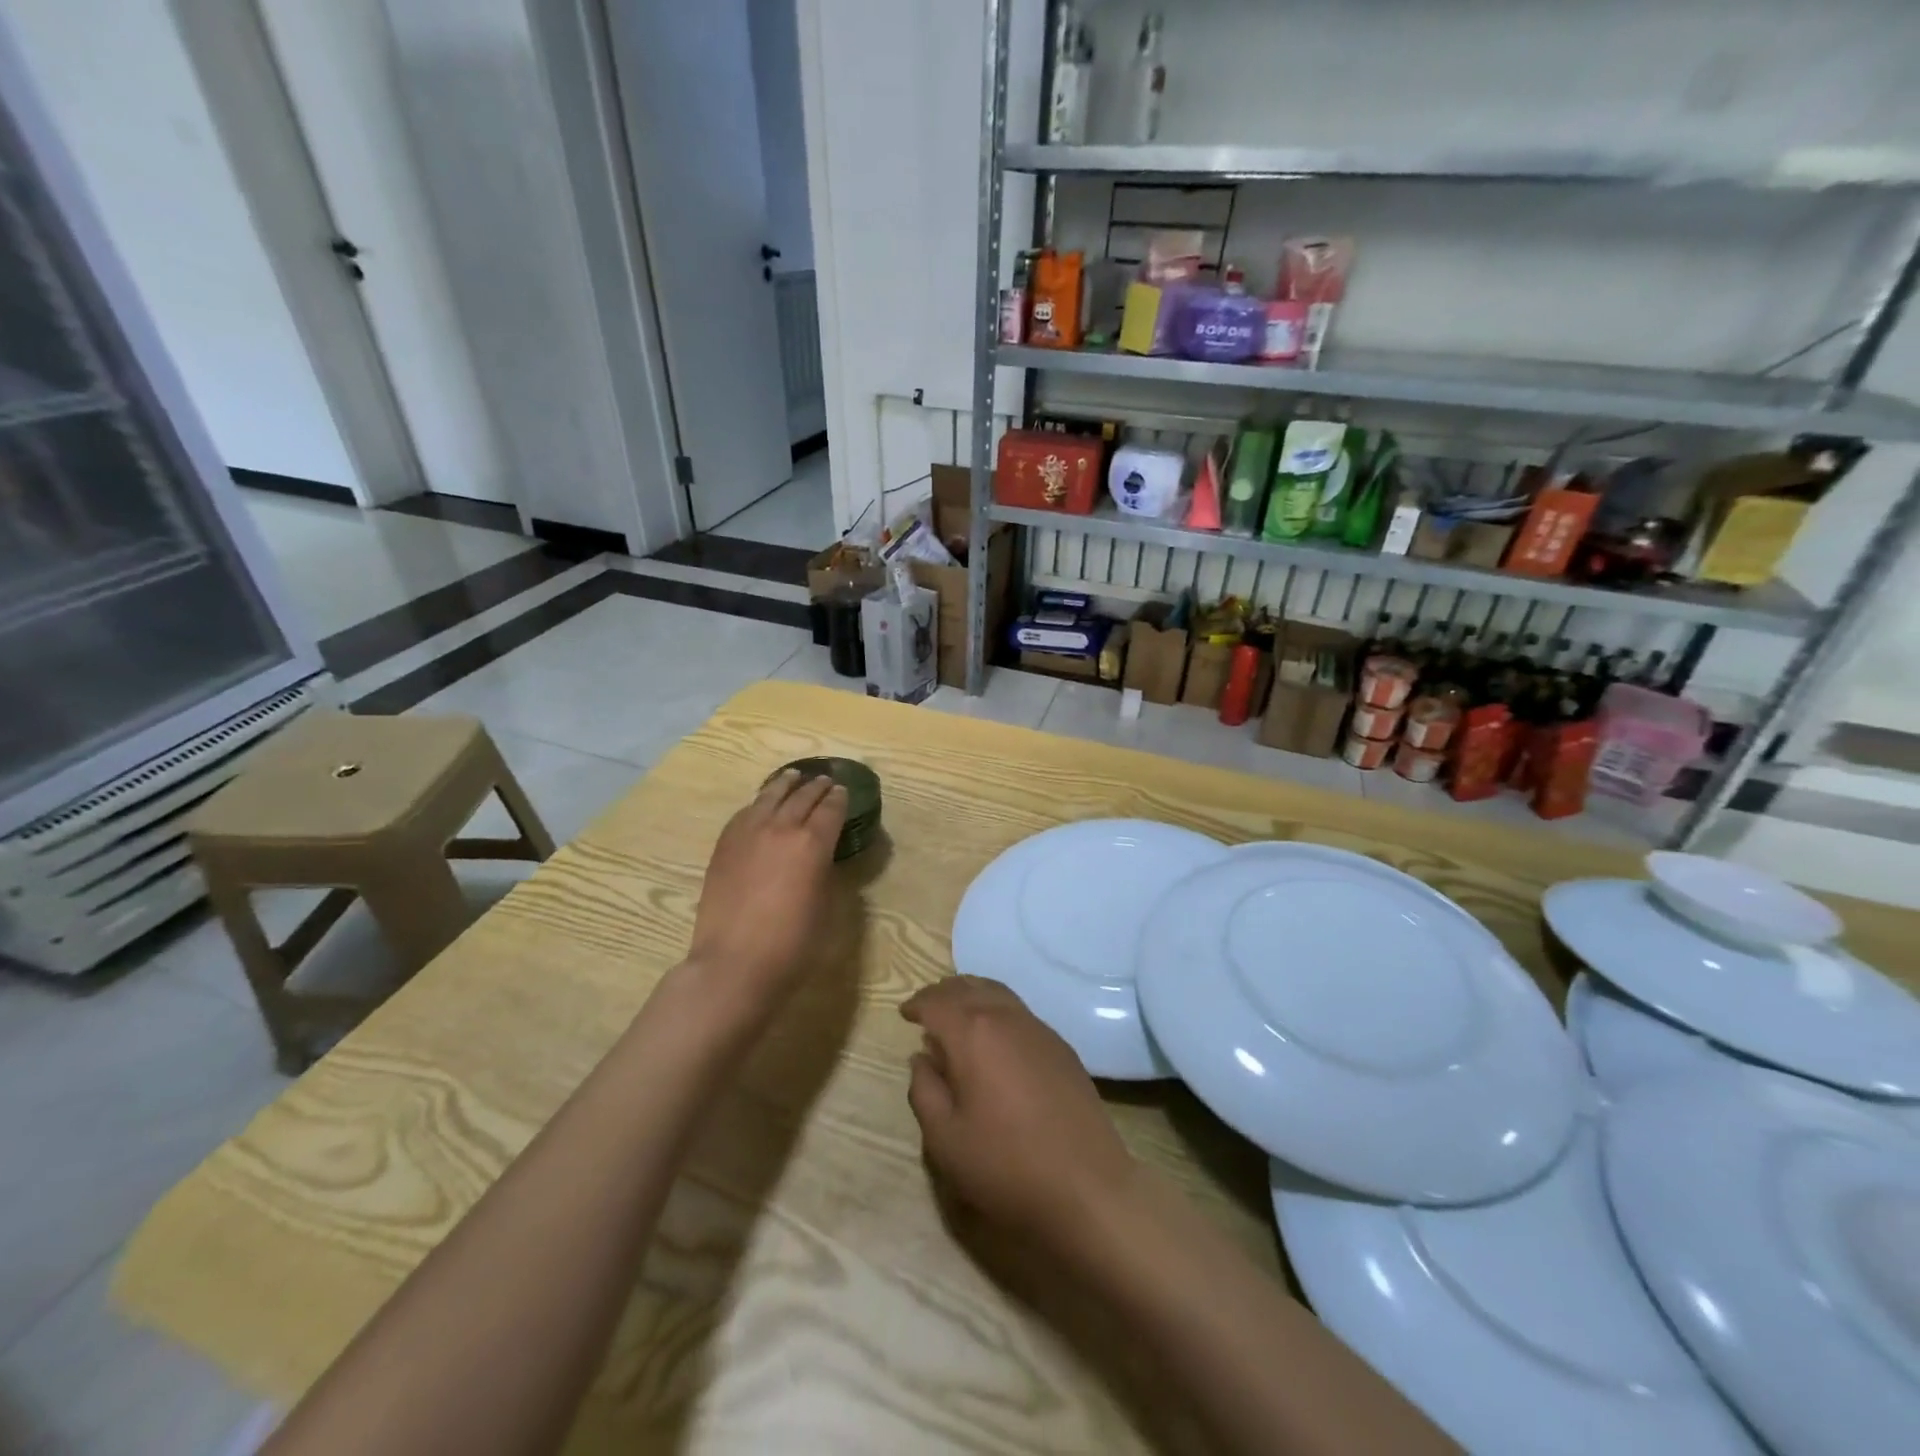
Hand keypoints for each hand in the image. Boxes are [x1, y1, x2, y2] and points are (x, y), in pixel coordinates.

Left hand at [689, 770, 846, 1009]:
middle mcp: (780, 828)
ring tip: (793, 776)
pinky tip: (761, 804)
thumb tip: (823, 858)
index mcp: (812, 843)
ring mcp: (748, 834)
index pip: (830, 809)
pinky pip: (745, 813)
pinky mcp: (724, 846)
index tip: (843, 791)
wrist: (734, 963)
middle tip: (826, 780)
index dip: (839, 798)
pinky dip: (759, 803)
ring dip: (785, 784)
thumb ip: (825, 872)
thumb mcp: (825, 906)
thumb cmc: (792, 944)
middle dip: (816, 786)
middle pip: (802, 796)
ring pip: (770, 796)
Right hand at [902, 977, 1137, 1251]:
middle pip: (969, 987)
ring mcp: (1039, 1029)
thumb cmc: (1006, 1165)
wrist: (1088, 1187)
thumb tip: (921, 1058)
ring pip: (998, 993)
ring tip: (957, 1014)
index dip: (917, 1004)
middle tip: (927, 1008)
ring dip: (972, 995)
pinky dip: (997, 1011)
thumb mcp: (945, 1139)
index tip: (905, 1013)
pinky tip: (994, 1038)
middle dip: (943, 993)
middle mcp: (1007, 1018)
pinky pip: (1020, 1012)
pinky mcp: (1061, 1047)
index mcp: (973, 1033)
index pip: (937, 1002)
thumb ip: (924, 1091)